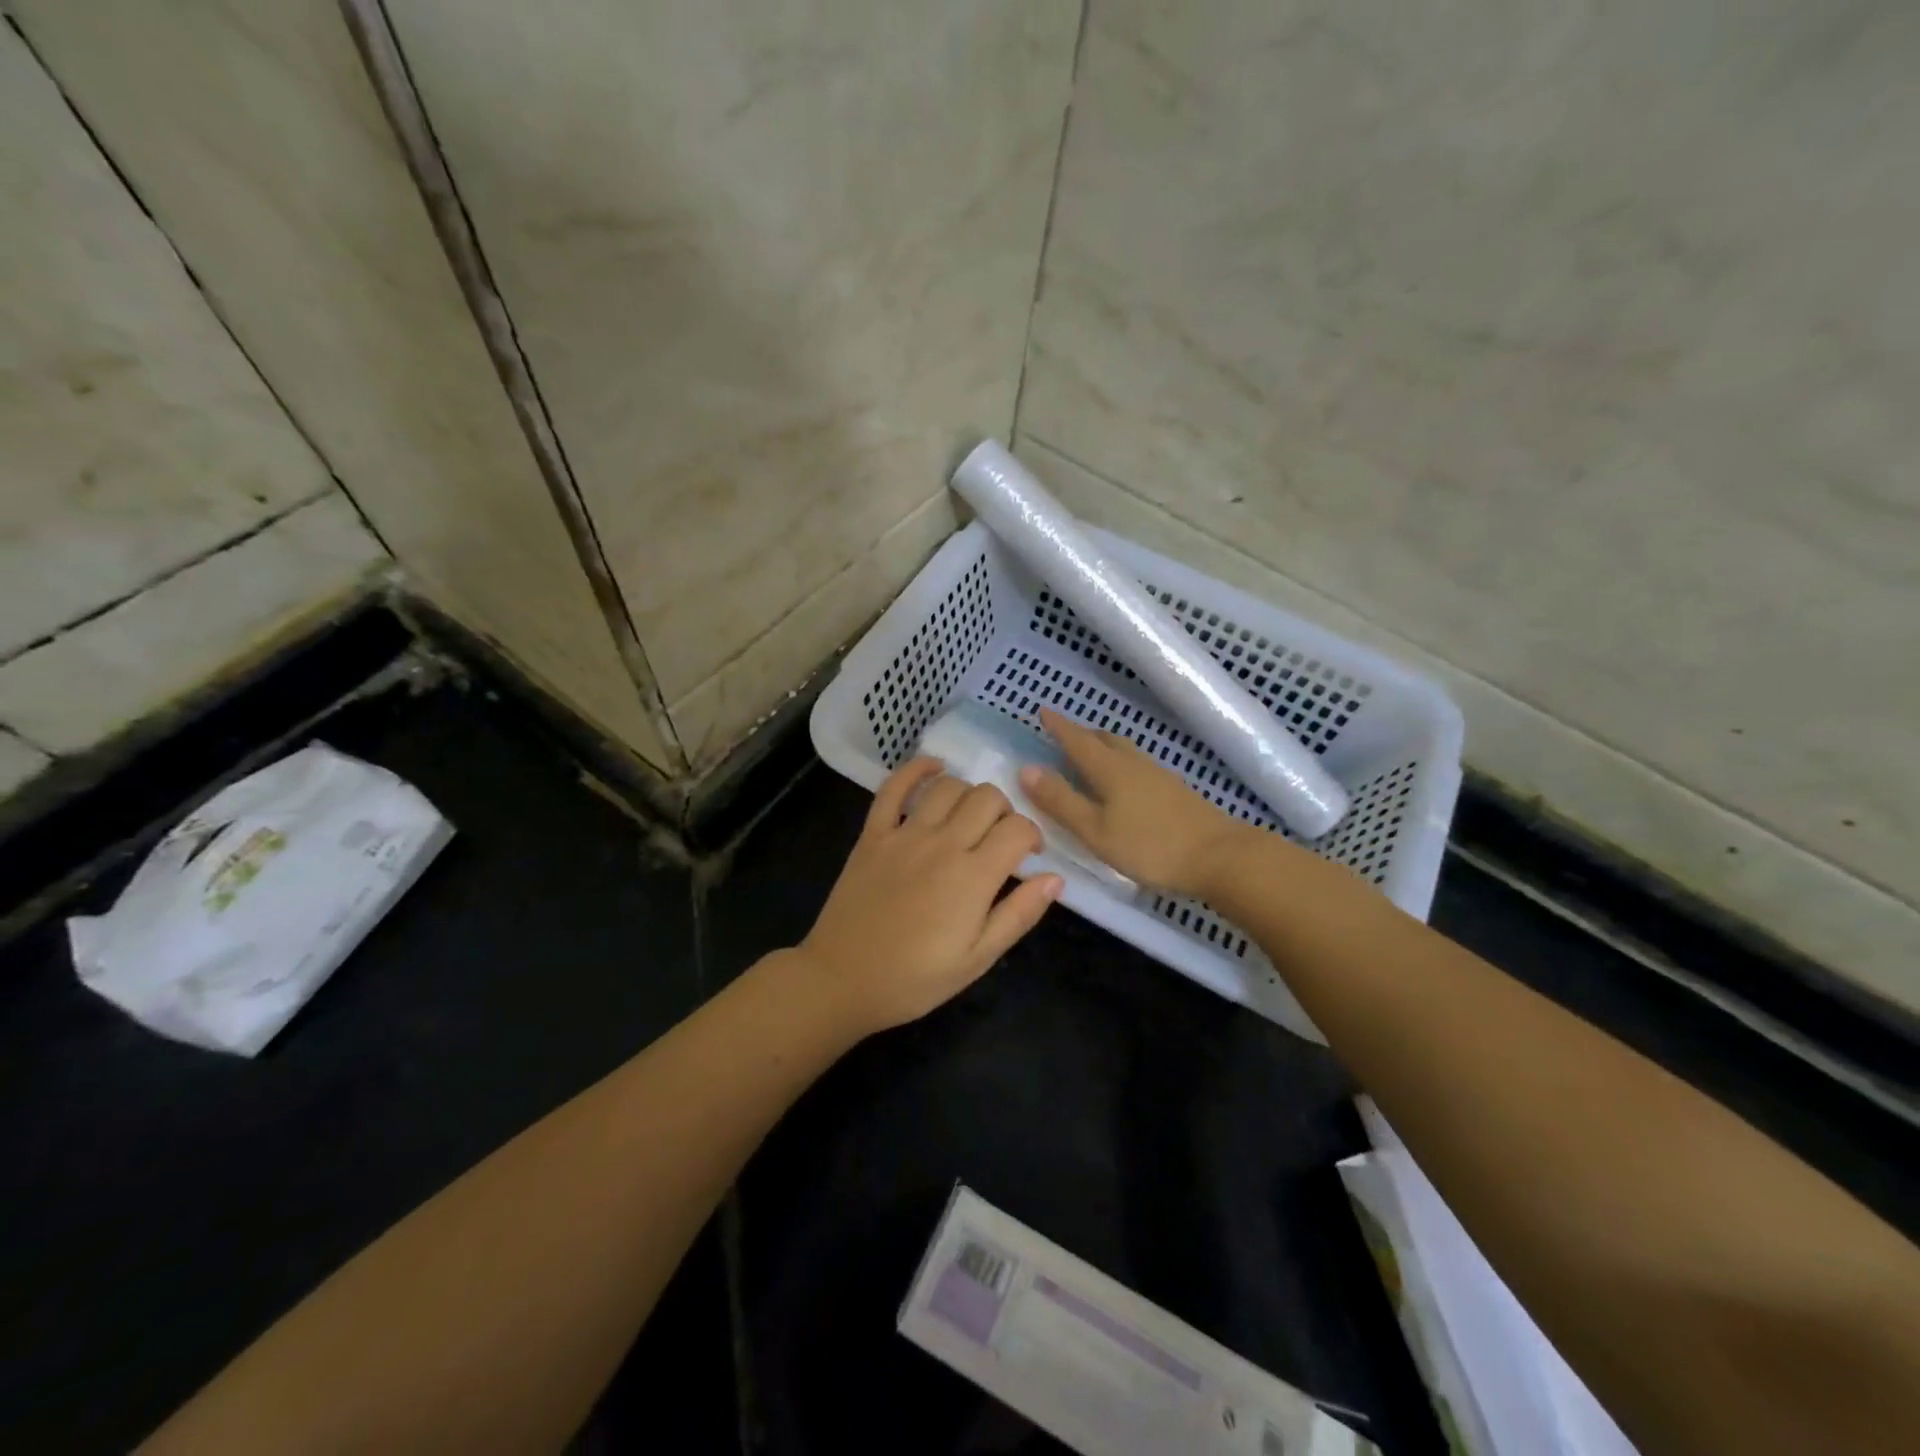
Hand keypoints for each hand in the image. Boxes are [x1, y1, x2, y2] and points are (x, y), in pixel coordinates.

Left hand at [795, 759, 1063, 1034]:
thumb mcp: (977, 960)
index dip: (1032, 835)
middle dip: (1005, 811)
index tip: (1029, 855)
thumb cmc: (914, 979)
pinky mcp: (873, 834)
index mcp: (973, 877)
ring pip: (948, 786)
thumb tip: (1055, 878)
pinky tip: (933, 767)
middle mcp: (942, 844)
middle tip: (999, 838)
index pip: (1017, 829)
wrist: (842, 980)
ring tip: (969, 816)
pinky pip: (894, 787)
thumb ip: (1019, 915)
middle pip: (987, 798)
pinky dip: (916, 769)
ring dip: (968, 793)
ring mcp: (904, 834)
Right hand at [1020, 708, 1248, 897]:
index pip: (1077, 740)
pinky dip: (1121, 763)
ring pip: (1124, 751)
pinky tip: (1124, 782)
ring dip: (1103, 747)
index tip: (1042, 711)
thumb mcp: (1095, 830)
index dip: (1058, 726)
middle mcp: (1134, 764)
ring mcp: (1159, 776)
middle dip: (1081, 734)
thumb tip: (1025, 769)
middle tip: (1063, 735)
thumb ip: (1061, 801)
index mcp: (1110, 769)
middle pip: (1104, 739)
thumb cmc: (1151, 846)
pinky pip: (1138, 765)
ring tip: (1090, 756)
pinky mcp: (1175, 791)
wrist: (1221, 857)